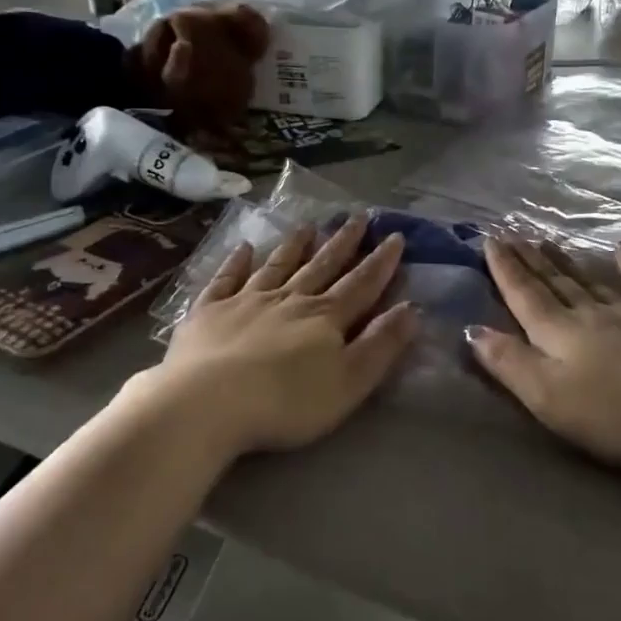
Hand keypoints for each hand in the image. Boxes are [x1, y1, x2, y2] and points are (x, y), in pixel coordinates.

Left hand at [149, 215, 418, 457]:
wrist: (208, 403)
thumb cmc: (286, 402)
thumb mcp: (349, 382)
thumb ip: (381, 345)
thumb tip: (411, 309)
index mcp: (324, 318)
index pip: (360, 284)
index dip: (380, 262)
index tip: (394, 236)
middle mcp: (288, 300)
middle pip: (321, 266)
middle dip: (342, 243)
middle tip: (357, 217)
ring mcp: (245, 301)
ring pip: (277, 266)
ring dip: (294, 245)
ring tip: (308, 225)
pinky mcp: (209, 311)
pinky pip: (225, 279)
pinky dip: (235, 262)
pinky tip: (243, 247)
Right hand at [468, 238, 620, 472]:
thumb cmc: (617, 413)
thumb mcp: (549, 398)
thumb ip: (510, 363)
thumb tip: (473, 329)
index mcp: (559, 334)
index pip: (524, 296)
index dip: (504, 269)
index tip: (490, 239)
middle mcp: (591, 316)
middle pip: (554, 284)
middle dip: (529, 260)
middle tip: (512, 232)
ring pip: (591, 282)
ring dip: (566, 262)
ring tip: (547, 240)